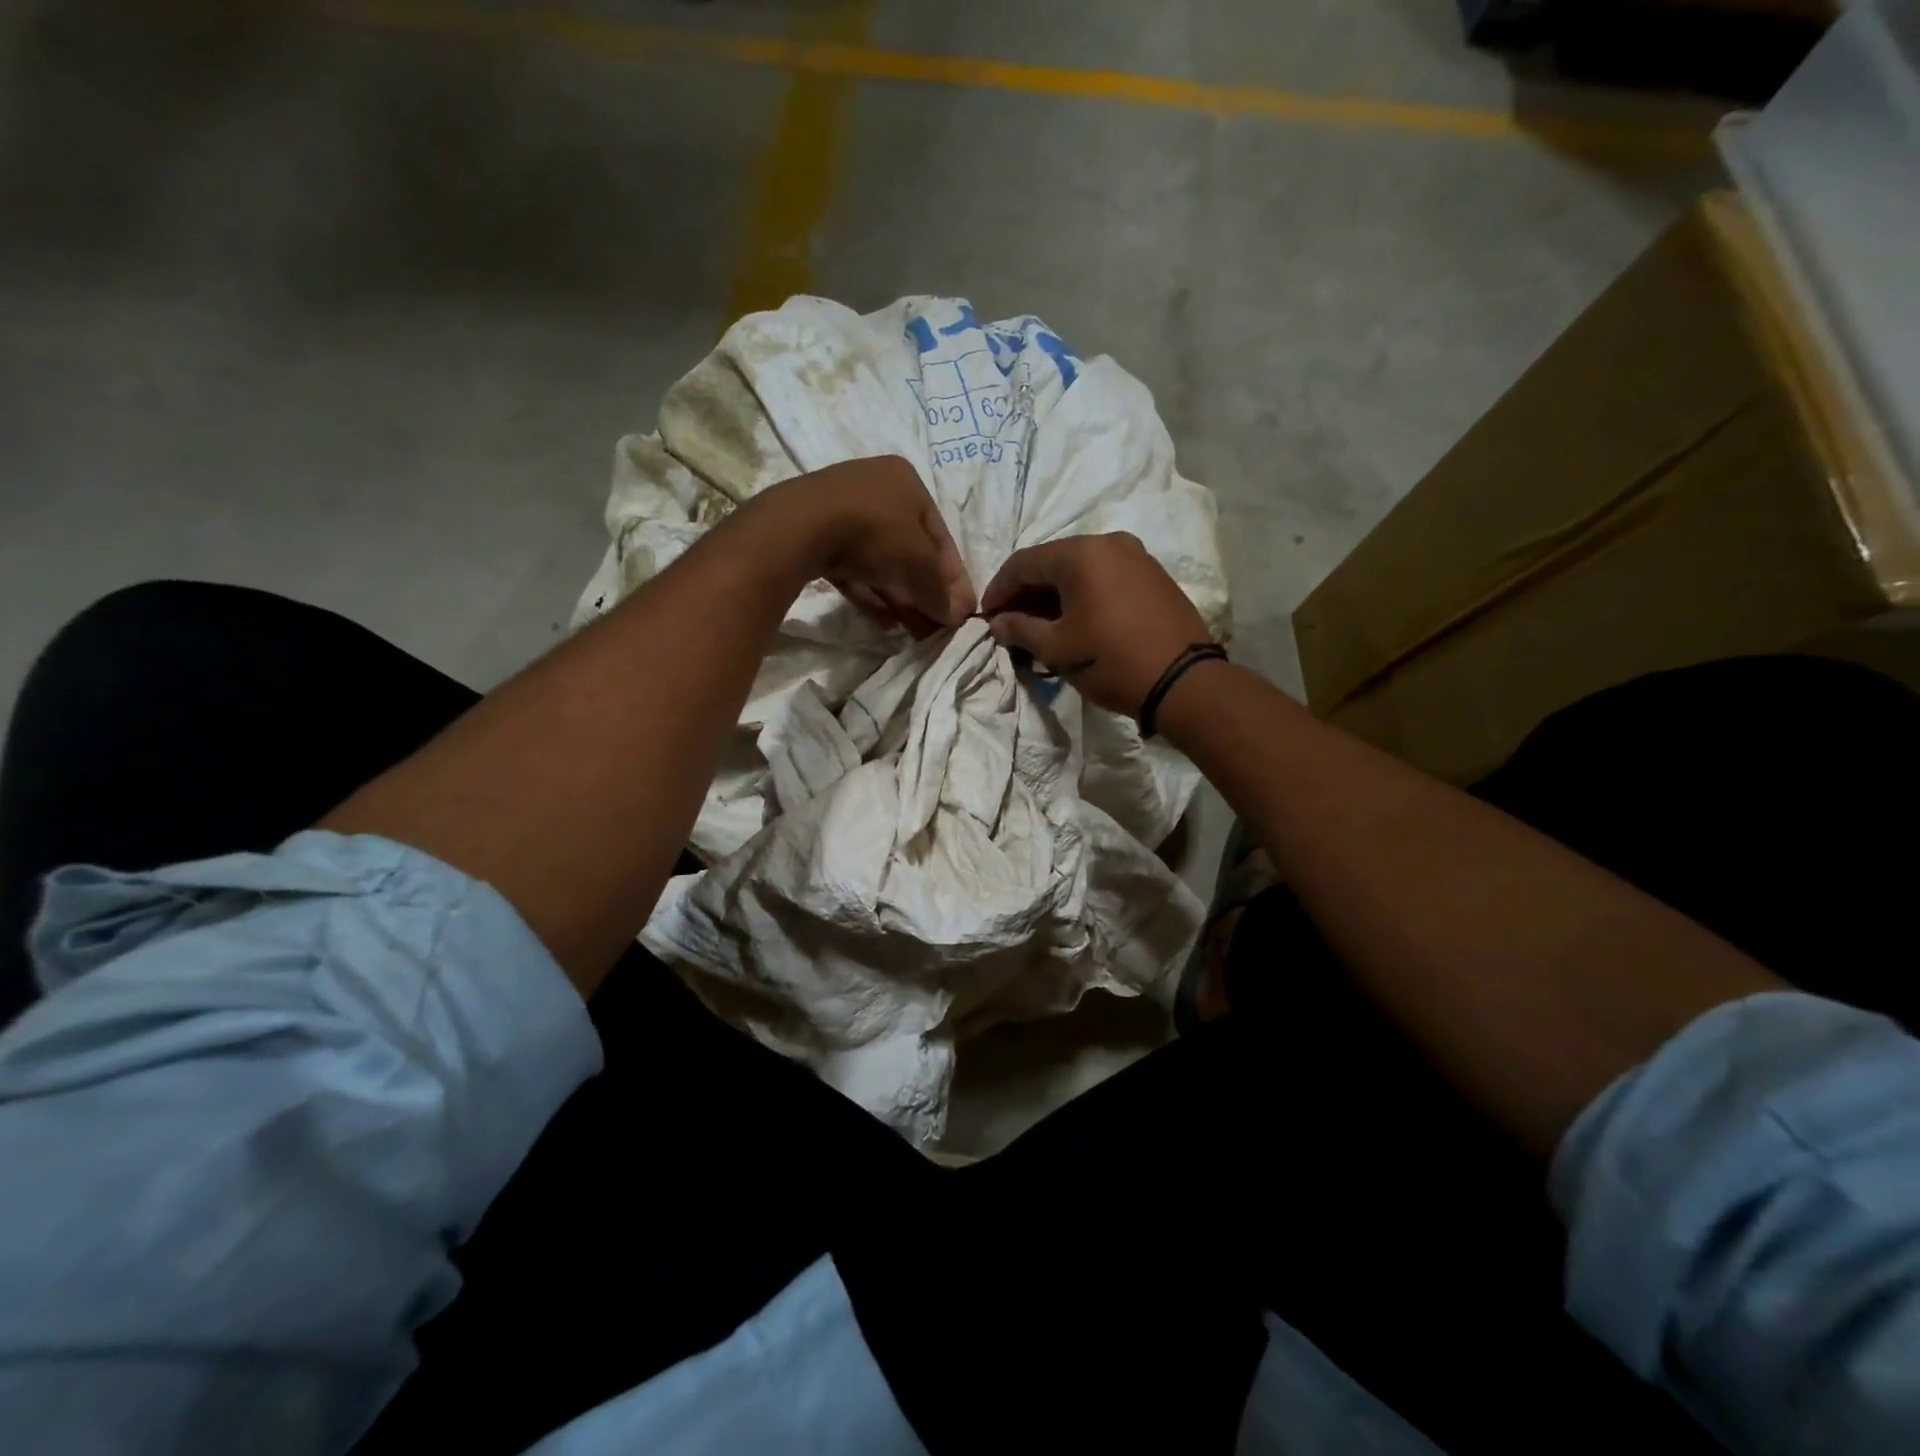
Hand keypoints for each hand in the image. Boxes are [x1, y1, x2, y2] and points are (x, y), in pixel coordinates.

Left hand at [777, 456, 975, 632]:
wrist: (799, 527)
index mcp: (906, 482)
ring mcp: (842, 511)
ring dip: (900, 598)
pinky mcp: (815, 536)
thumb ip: (940, 590)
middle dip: (925, 592)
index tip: (961, 611)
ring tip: (915, 633)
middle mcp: (876, 489)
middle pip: (910, 550)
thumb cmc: (874, 532)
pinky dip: (870, 594)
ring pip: (881, 562)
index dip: (954, 577)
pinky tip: (885, 623)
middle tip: (937, 627)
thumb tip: (958, 615)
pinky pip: (852, 569)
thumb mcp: (918, 563)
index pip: (940, 536)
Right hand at [982, 532, 1212, 716]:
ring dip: (1054, 596)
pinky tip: (1075, 622)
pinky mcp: (1153, 575)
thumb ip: (1019, 629)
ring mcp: (1136, 556)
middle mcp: (1109, 542)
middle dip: (1027, 593)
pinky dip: (1082, 596)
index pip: (1023, 563)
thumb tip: (996, 623)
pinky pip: (1105, 578)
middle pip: (1052, 562)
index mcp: (1081, 554)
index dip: (999, 590)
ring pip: (1080, 570)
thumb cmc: (1111, 661)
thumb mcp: (1057, 649)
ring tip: (1040, 628)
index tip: (986, 617)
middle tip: (1010, 624)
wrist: (1184, 681)